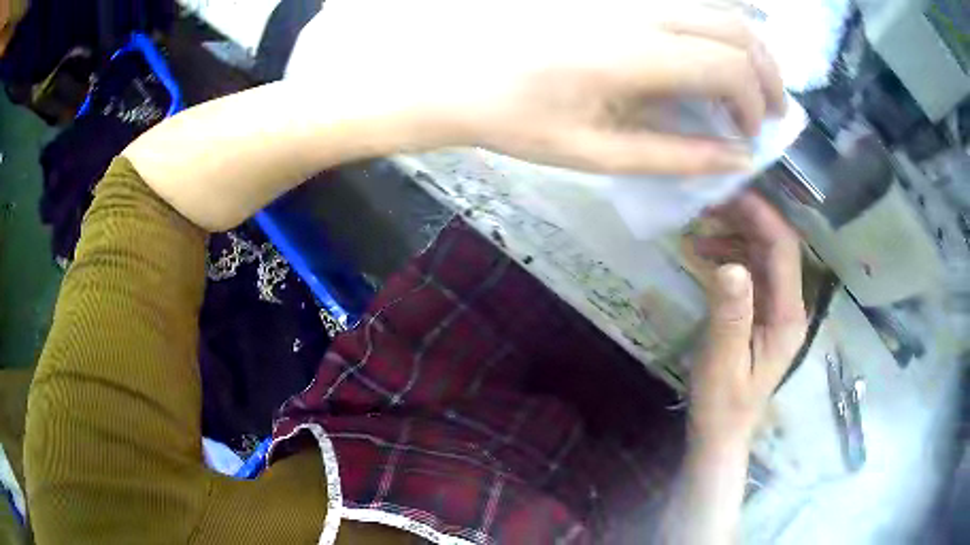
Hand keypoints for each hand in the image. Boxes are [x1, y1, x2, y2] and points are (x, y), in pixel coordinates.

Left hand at [290, 0, 784, 175]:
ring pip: (714, 4)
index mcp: (633, 53)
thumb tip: (736, 159)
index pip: (729, 66)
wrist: (451, 68)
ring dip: (746, 43)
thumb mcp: (595, 152)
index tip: (750, 135)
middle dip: (766, 71)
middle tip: (770, 109)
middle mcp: (638, 8)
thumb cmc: (513, 116)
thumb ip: (675, 155)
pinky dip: (714, 24)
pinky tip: (711, 50)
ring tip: (749, 82)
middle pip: (735, 26)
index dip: (755, 103)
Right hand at [688, 191, 806, 448]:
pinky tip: (704, 251)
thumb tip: (729, 264)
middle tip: (708, 201)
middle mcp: (789, 304)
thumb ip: (729, 314)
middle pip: (775, 245)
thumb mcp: (722, 361)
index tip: (729, 193)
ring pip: (763, 253)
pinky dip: (729, 253)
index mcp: (788, 315)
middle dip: (746, 217)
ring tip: (701, 223)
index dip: (761, 216)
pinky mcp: (762, 310)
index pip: (783, 250)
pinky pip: (751, 270)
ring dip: (736, 233)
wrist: (722, 432)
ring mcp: (777, 307)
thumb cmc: (722, 404)